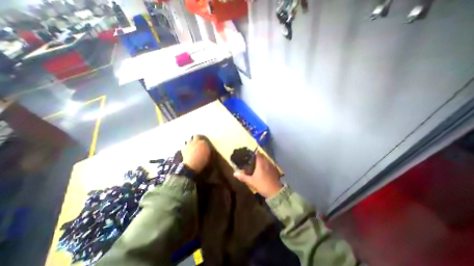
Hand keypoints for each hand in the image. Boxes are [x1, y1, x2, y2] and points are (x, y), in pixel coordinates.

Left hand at [182, 135, 210, 171]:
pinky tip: (186, 153)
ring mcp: (189, 144)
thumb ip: (207, 150)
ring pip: (189, 140)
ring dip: (190, 143)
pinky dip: (186, 149)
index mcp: (203, 143)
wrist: (192, 165)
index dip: (202, 143)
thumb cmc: (202, 161)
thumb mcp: (207, 156)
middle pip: (196, 136)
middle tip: (196, 143)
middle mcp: (196, 142)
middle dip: (196, 138)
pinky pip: (185, 146)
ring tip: (191, 147)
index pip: (203, 140)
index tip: (202, 146)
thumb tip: (206, 149)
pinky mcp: (184, 148)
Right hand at [233, 151, 280, 196]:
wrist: (275, 192)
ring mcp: (271, 166)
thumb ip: (243, 177)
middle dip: (258, 155)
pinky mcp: (274, 170)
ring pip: (266, 159)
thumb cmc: (262, 185)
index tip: (251, 152)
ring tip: (258, 161)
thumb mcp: (251, 181)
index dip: (255, 152)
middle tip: (253, 157)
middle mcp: (266, 163)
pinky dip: (266, 163)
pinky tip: (264, 167)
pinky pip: (269, 163)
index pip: (258, 154)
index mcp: (260, 164)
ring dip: (262, 158)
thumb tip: (234, 173)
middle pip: (263, 155)